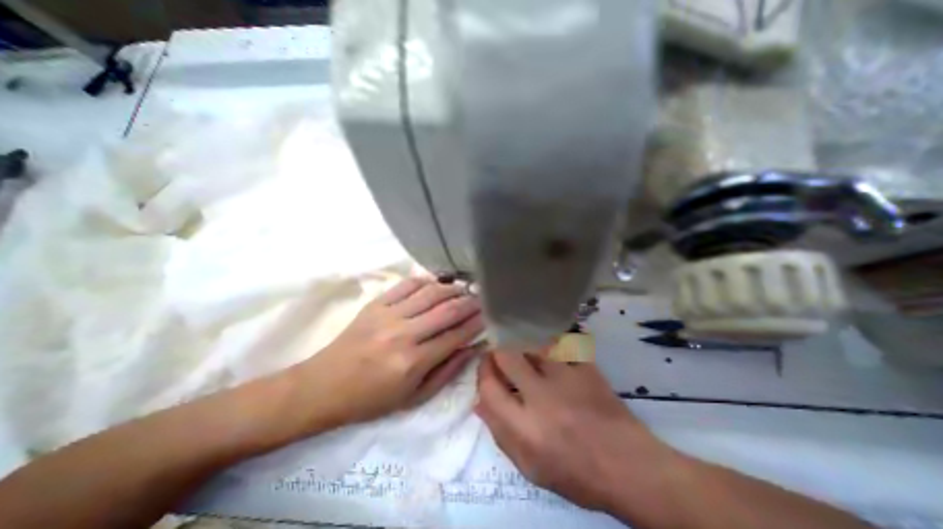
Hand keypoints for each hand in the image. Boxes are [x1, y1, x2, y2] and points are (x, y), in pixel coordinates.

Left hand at [296, 278, 486, 427]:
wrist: (324, 386)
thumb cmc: (371, 399)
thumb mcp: (414, 398)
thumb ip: (447, 371)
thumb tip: (472, 347)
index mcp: (413, 362)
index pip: (456, 335)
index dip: (477, 323)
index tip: (490, 315)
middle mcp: (403, 334)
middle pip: (447, 310)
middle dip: (471, 302)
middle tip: (483, 299)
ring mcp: (388, 315)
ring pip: (430, 292)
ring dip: (452, 289)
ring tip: (465, 290)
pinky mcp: (376, 304)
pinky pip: (407, 284)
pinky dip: (426, 280)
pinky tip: (437, 283)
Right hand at [475, 351, 674, 511]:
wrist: (629, 466)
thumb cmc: (576, 473)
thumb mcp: (530, 467)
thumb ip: (500, 434)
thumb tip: (479, 403)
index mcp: (525, 428)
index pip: (489, 388)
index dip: (482, 374)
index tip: (486, 368)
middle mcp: (542, 397)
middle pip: (506, 356)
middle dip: (498, 353)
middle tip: (501, 356)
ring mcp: (567, 377)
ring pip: (532, 344)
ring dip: (523, 346)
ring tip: (524, 352)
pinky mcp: (586, 367)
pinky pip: (561, 343)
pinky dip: (551, 343)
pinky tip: (549, 348)